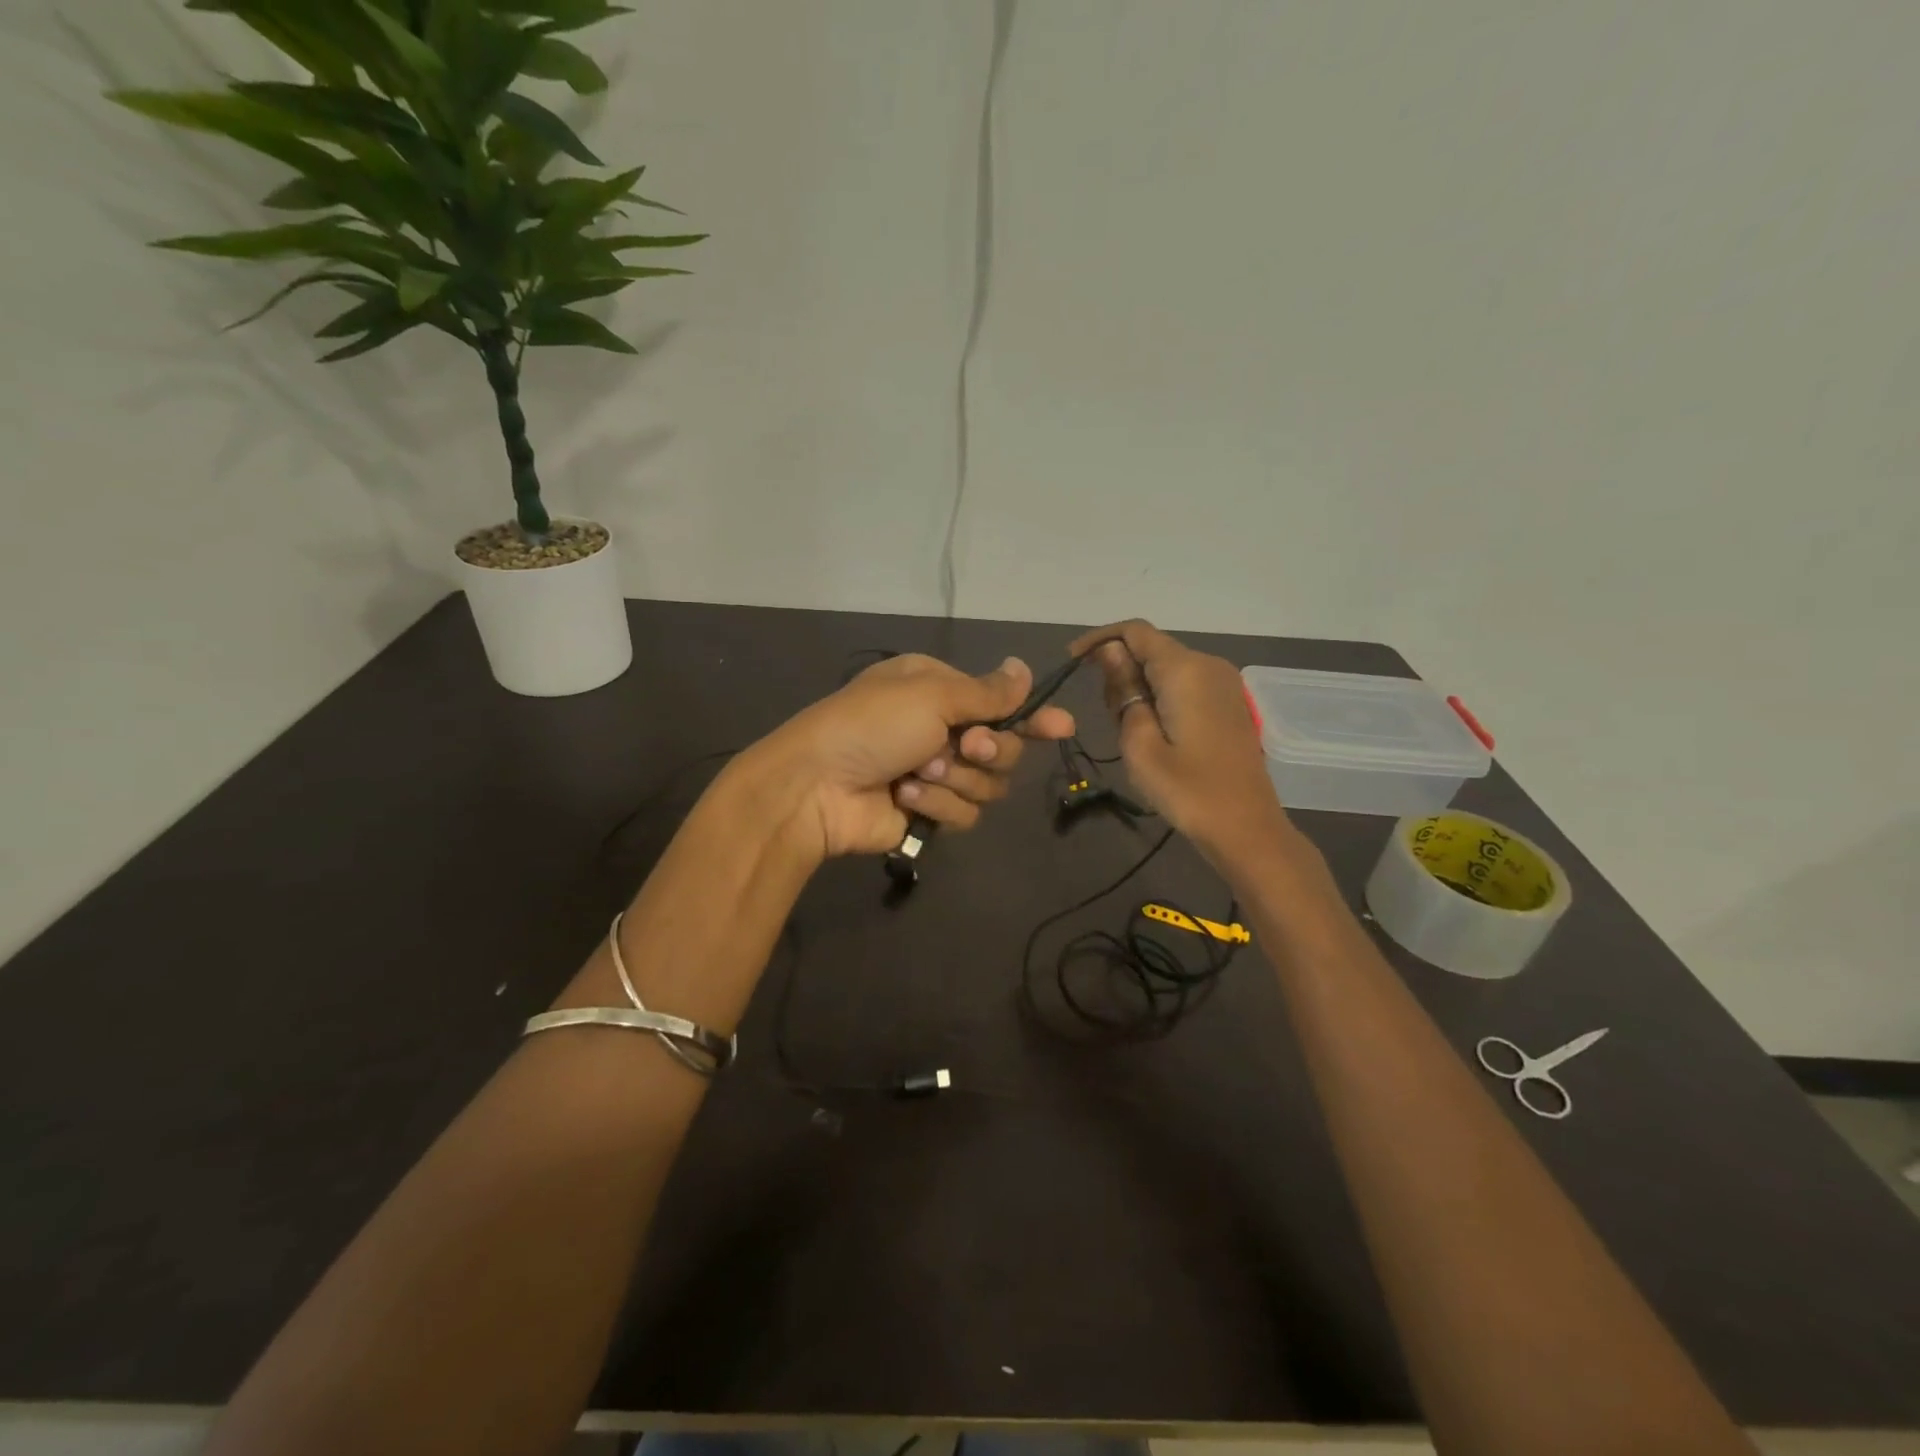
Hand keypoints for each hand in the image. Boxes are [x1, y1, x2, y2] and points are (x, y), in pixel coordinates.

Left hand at [744, 653, 1074, 859]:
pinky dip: (937, 807)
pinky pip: (965, 814)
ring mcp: (936, 774)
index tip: (1061, 727)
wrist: (816, 787)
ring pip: (989, 785)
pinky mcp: (930, 814)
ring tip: (917, 775)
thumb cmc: (872, 725)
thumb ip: (986, 692)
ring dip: (955, 780)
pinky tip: (905, 799)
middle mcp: (942, 729)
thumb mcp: (931, 695)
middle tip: (965, 748)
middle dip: (989, 751)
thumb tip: (1023, 668)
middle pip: (1005, 748)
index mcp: (939, 691)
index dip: (1033, 717)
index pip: (1002, 703)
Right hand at [1069, 619, 1283, 853]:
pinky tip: (1153, 731)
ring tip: (1130, 732)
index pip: (1135, 631)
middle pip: (1151, 648)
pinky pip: (1184, 683)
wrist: (1246, 828)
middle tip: (1107, 718)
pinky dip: (1160, 695)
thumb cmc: (1187, 790)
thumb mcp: (1140, 743)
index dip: (1100, 639)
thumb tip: (1111, 651)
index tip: (1072, 663)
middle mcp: (1207, 665)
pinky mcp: (1228, 702)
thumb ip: (1124, 690)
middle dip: (1120, 669)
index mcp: (1185, 670)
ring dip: (1139, 686)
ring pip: (1166, 666)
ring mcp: (1223, 682)